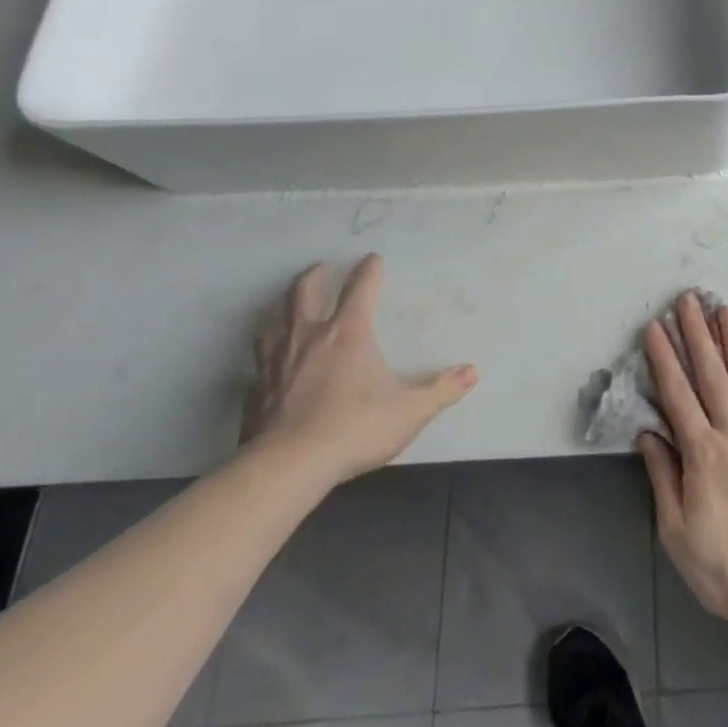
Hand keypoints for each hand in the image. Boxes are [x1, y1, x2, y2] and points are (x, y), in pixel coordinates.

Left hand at [242, 254, 476, 485]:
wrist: (287, 468)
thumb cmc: (354, 428)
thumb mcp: (410, 411)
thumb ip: (442, 390)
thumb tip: (473, 373)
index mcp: (348, 333)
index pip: (361, 288)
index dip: (369, 270)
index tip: (373, 258)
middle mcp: (309, 338)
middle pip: (304, 293)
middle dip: (314, 277)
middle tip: (320, 269)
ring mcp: (276, 364)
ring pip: (272, 323)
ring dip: (280, 309)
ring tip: (286, 307)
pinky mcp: (254, 394)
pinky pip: (257, 368)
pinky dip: (264, 360)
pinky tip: (267, 369)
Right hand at [639, 291, 727, 631]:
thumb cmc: (726, 566)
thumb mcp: (678, 532)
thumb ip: (664, 477)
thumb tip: (648, 433)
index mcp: (702, 453)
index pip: (676, 395)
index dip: (664, 359)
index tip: (655, 327)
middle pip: (711, 375)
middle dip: (696, 334)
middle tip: (688, 300)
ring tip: (724, 309)